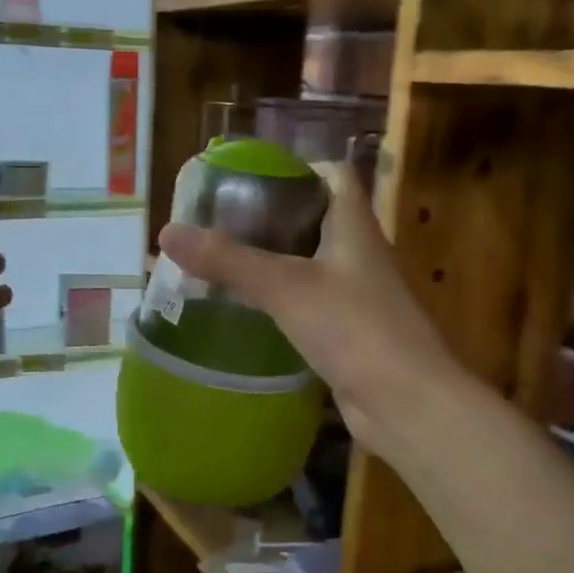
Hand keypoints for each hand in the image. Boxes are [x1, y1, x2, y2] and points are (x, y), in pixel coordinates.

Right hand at [156, 165, 466, 465]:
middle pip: (314, 218)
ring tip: (222, 262)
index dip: (295, 168)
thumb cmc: (354, 329)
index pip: (332, 174)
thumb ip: (228, 260)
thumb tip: (166, 232)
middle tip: (220, 223)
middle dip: (270, 217)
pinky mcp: (349, 332)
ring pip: (309, 263)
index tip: (249, 179)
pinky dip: (279, 300)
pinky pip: (309, 303)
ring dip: (272, 260)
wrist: (408, 403)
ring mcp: (356, 295)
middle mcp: (358, 253)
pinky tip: (246, 310)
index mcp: (354, 225)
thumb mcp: (285, 287)